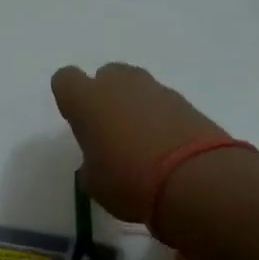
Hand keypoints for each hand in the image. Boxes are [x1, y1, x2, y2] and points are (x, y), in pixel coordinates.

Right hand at [50, 63, 230, 223]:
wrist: (194, 180)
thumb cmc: (129, 182)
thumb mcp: (95, 183)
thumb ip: (91, 163)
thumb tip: (99, 160)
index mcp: (87, 100)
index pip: (65, 80)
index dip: (69, 99)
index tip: (77, 122)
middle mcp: (120, 85)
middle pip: (106, 76)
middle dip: (105, 97)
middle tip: (110, 131)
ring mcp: (156, 89)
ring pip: (136, 87)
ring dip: (134, 106)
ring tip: (140, 142)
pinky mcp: (185, 101)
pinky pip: (162, 103)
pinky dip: (160, 118)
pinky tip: (165, 147)